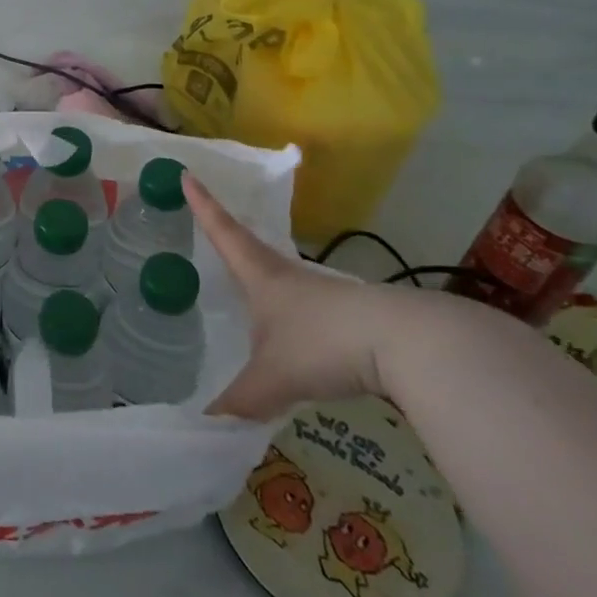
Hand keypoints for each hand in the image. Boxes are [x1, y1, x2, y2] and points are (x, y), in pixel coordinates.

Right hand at [187, 175, 403, 420]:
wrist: (409, 345)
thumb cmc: (324, 343)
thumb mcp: (273, 377)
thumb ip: (239, 400)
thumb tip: (206, 423)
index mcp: (261, 275)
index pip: (223, 231)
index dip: (203, 204)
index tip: (187, 174)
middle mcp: (288, 276)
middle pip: (251, 248)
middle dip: (229, 237)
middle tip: (209, 227)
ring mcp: (323, 294)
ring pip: (282, 281)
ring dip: (263, 281)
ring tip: (247, 295)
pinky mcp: (350, 316)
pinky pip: (308, 311)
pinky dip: (292, 318)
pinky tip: (294, 340)